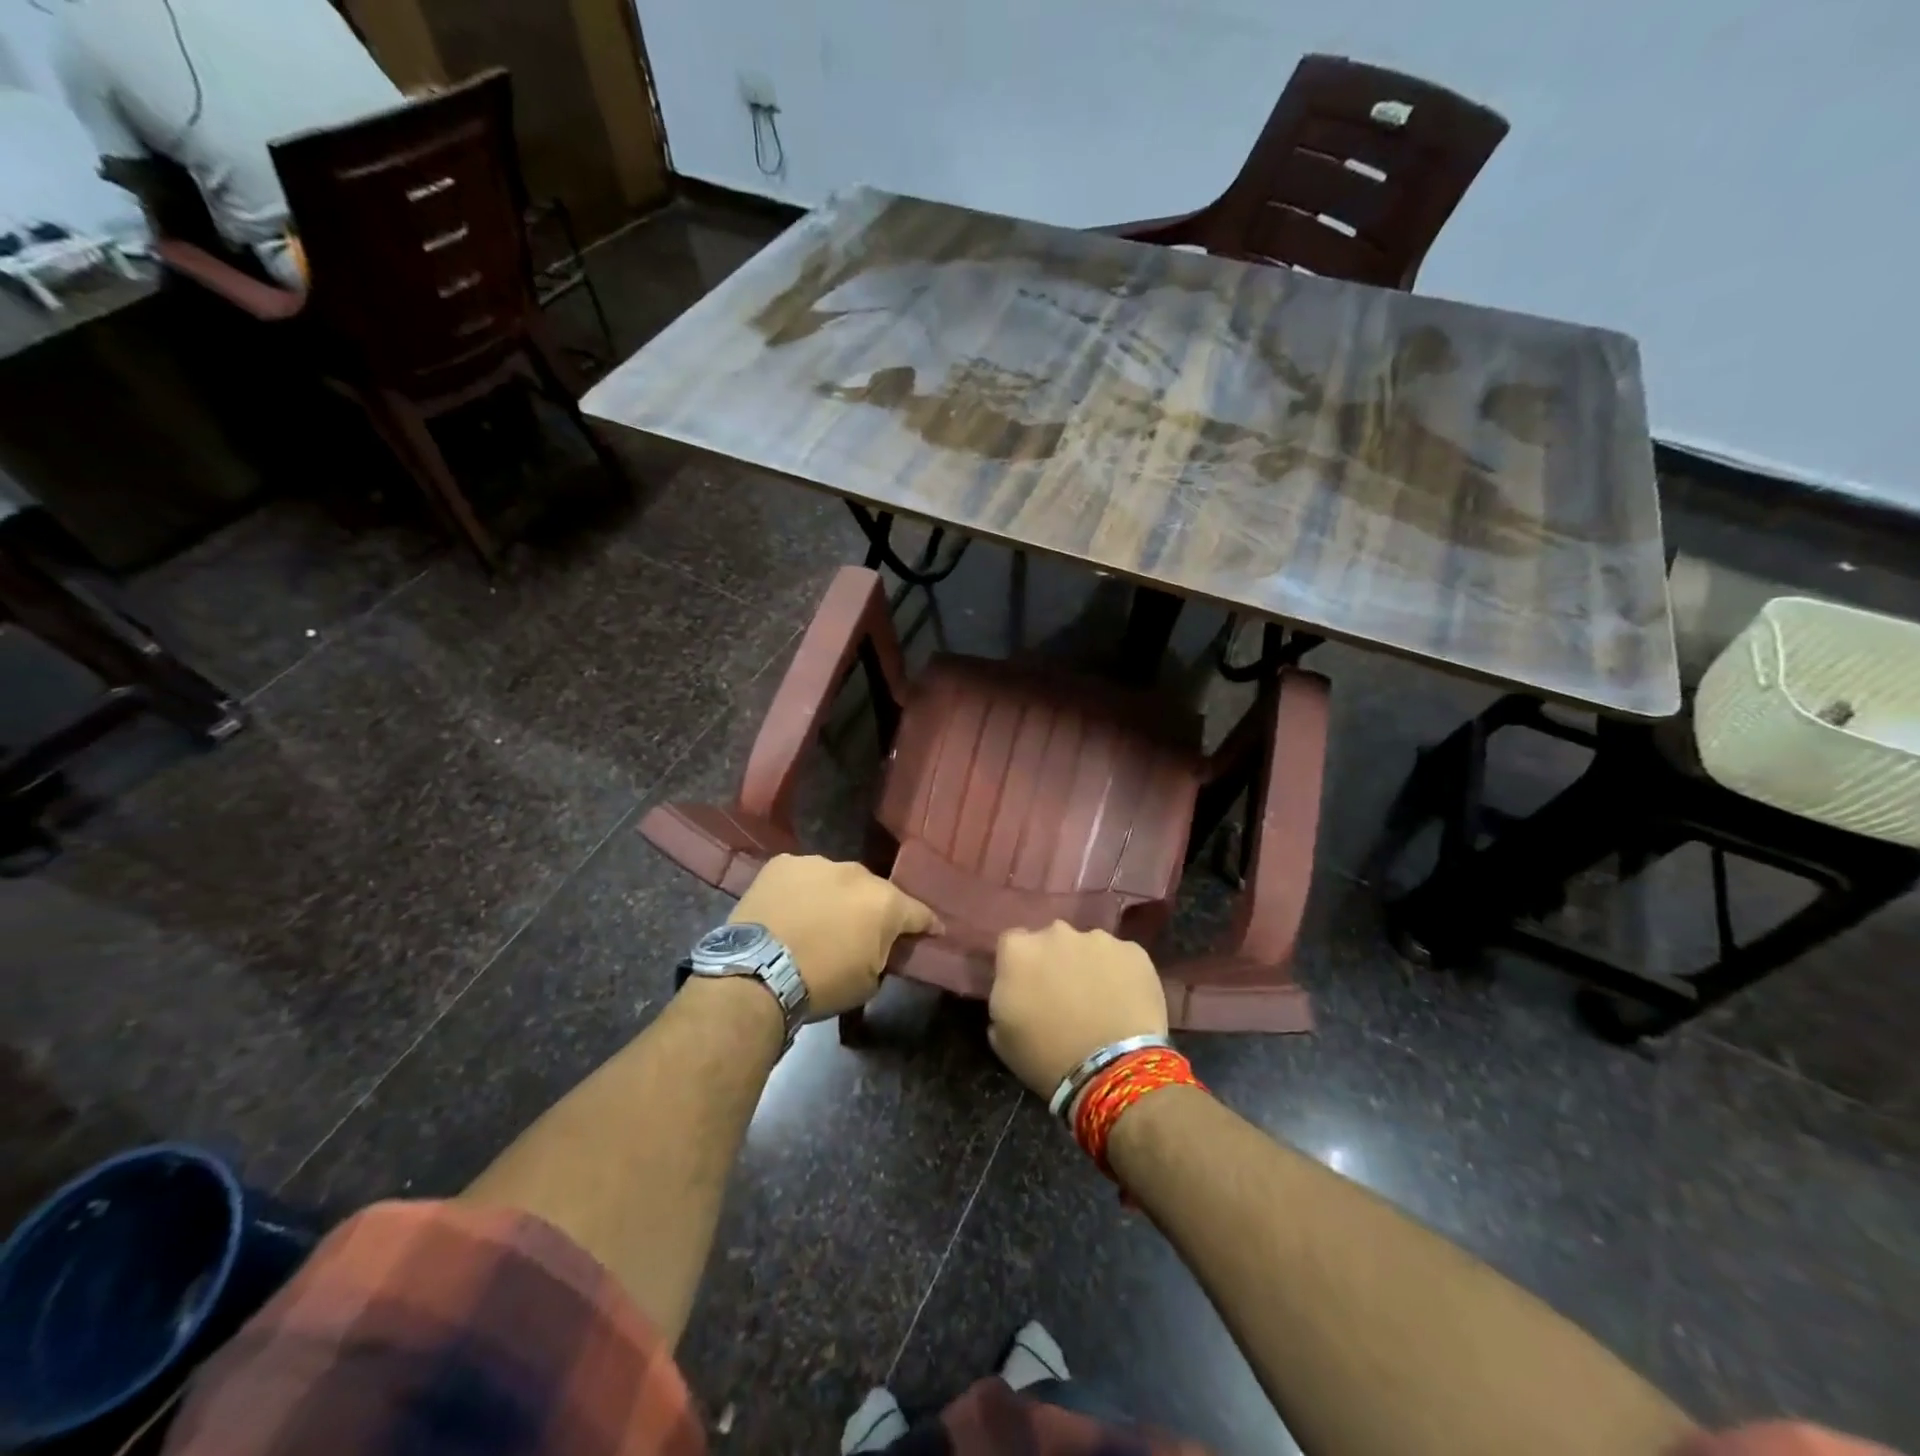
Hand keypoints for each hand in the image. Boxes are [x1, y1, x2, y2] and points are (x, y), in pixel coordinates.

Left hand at [731, 855, 938, 1017]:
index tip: (933, 931)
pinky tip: (790, 911)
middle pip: (874, 892)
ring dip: (835, 897)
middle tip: (861, 932)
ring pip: (836, 880)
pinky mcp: (782, 864)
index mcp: (885, 903)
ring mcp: (817, 863)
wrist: (758, 972)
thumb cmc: (822, 983)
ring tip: (818, 921)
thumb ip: (883, 953)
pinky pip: (802, 877)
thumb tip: (880, 945)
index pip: (919, 912)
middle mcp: (856, 874)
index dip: (927, 925)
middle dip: (872, 910)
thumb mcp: (869, 981)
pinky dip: (801, 892)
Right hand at [987, 922, 1168, 1098]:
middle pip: (1052, 940)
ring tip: (1100, 1001)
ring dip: (1089, 966)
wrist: (1111, 1070)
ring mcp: (1098, 939)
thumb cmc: (1046, 1057)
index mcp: (1018, 950)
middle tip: (1064, 994)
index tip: (1027, 988)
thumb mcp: (1001, 1035)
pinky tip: (1125, 1003)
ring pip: (1089, 947)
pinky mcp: (1134, 951)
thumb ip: (1003, 997)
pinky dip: (1121, 975)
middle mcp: (1056, 933)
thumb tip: (1015, 991)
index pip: (1012, 944)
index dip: (1020, 967)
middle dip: (1056, 960)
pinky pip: (1122, 959)